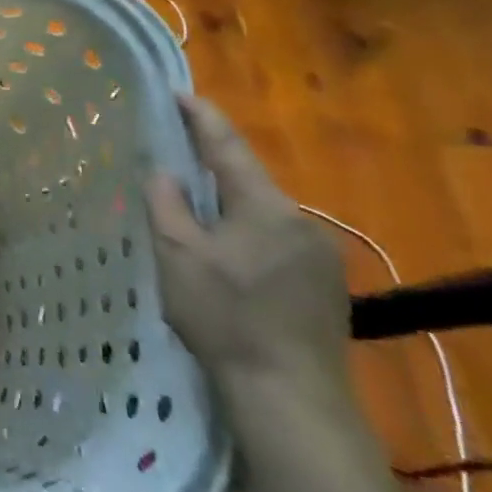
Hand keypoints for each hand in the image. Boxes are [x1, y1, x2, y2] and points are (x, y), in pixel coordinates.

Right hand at [146, 94, 349, 404]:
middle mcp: (301, 221)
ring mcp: (321, 257)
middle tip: (176, 158)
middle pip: (248, 180)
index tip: (179, 92)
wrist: (292, 399)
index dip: (201, 116)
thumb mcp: (177, 255)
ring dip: (231, 207)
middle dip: (213, 167)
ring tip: (197, 217)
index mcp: (265, 206)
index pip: (228, 146)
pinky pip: (278, 242)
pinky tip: (230, 261)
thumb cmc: (226, 318)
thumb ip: (166, 203)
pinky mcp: (327, 287)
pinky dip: (249, 237)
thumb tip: (164, 172)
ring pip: (263, 214)